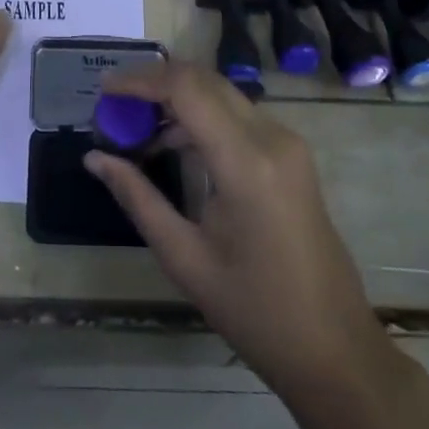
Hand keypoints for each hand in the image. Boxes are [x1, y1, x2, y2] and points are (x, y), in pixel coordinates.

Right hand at [85, 59, 377, 396]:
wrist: (334, 348)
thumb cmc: (255, 311)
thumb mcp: (185, 258)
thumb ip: (137, 198)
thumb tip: (94, 158)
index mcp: (246, 162)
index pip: (186, 89)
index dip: (141, 80)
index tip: (104, 89)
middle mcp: (271, 137)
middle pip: (204, 80)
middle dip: (155, 84)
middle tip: (114, 108)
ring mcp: (286, 142)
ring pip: (220, 93)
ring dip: (177, 99)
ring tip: (135, 130)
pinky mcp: (290, 153)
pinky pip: (237, 115)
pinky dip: (200, 116)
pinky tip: (173, 145)